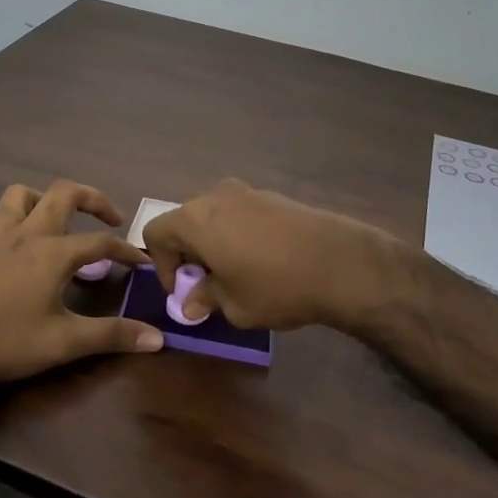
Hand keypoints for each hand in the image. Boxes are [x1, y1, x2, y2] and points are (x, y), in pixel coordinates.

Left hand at [0, 180, 164, 384]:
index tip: (143, 263)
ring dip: (39, 201)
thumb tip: (158, 337)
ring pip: (17, 196)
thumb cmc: (6, 341)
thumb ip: (112, 336)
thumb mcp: (65, 343)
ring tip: (53, 221)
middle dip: (91, 198)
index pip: (101, 243)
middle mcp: (27, 234)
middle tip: (109, 217)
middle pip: (63, 194)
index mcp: (54, 252)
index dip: (126, 251)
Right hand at [142, 179, 393, 330]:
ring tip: (236, 273)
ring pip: (213, 216)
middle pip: (184, 221)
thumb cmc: (276, 286)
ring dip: (213, 243)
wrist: (341, 263)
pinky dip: (237, 234)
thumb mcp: (234, 305)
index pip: (155, 233)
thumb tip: (191, 304)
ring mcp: (246, 192)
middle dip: (188, 254)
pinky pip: (240, 214)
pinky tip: (262, 261)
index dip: (161, 264)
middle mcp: (215, 197)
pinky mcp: (273, 196)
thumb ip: (205, 299)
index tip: (184, 290)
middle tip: (207, 285)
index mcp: (195, 219)